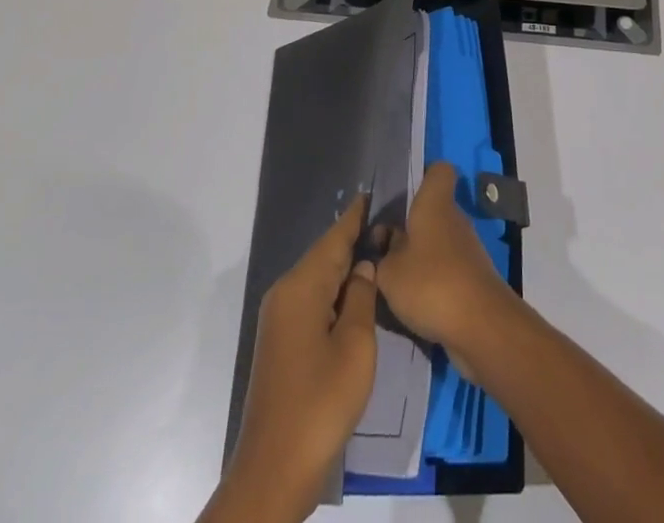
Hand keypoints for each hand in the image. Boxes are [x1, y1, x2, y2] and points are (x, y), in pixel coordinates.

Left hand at [210, 197, 378, 522]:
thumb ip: (361, 298)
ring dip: (345, 267)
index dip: (356, 215)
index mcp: (301, 287)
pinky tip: (356, 294)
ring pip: (318, 278)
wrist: (274, 470)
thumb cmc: (320, 403)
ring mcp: (280, 318)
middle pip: (324, 255)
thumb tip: (364, 266)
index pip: (334, 237)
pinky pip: (312, 300)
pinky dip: (334, 291)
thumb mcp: (355, 347)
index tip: (376, 192)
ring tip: (379, 251)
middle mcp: (285, 293)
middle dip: (354, 239)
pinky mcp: (281, 341)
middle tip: (389, 224)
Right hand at [375, 162, 511, 358]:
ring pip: (437, 241)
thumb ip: (381, 256)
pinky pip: (445, 268)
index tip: (401, 196)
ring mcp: (466, 249)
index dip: (422, 176)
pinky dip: (431, 280)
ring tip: (391, 280)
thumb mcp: (389, 272)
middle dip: (408, 227)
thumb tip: (384, 247)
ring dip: (417, 257)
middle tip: (381, 249)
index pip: (438, 170)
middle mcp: (454, 218)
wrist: (481, 326)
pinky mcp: (472, 277)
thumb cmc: (431, 283)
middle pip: (431, 211)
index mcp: (435, 203)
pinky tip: (413, 302)